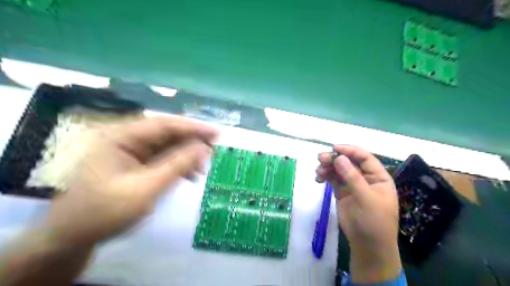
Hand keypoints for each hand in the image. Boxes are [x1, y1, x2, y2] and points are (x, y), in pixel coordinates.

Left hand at [43, 118, 215, 246]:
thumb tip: (203, 148)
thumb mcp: (145, 188)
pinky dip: (179, 166)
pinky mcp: (137, 164)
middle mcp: (127, 139)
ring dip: (187, 156)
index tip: (216, 133)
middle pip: (167, 134)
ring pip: (168, 147)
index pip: (164, 125)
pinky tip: (191, 176)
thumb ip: (176, 165)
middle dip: (192, 142)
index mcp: (121, 137)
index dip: (193, 127)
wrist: (75, 236)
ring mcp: (132, 152)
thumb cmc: (105, 211)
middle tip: (214, 151)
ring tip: (203, 168)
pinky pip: (164, 159)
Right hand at [316, 145, 402, 283]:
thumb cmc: (373, 221)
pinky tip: (318, 178)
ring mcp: (352, 185)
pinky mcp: (342, 192)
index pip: (364, 157)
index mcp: (378, 177)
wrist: (367, 245)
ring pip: (338, 169)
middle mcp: (365, 178)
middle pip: (349, 162)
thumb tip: (339, 158)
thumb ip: (352, 177)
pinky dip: (325, 176)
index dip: (349, 150)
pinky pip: (332, 179)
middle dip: (335, 158)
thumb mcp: (366, 198)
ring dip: (327, 167)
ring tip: (318, 171)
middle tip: (320, 158)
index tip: (334, 148)